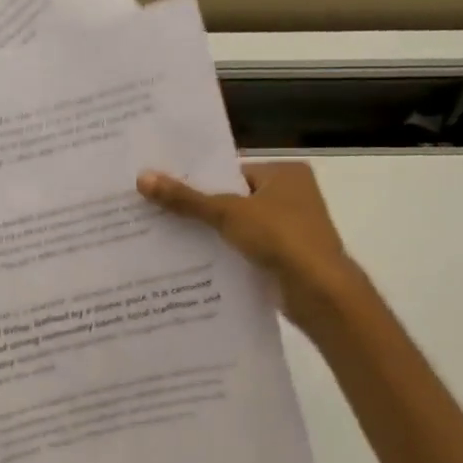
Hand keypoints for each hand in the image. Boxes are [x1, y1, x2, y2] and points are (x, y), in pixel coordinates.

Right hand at [138, 161, 352, 315]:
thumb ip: (186, 198)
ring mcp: (290, 230)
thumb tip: (142, 177)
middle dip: (199, 208)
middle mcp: (291, 196)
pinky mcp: (284, 259)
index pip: (232, 170)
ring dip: (210, 235)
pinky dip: (224, 255)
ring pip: (237, 227)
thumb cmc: (281, 238)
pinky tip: (191, 263)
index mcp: (285, 174)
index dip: (198, 178)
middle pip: (232, 198)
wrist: (320, 292)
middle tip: (155, 211)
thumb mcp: (228, 213)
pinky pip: (245, 250)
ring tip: (164, 237)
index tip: (162, 185)